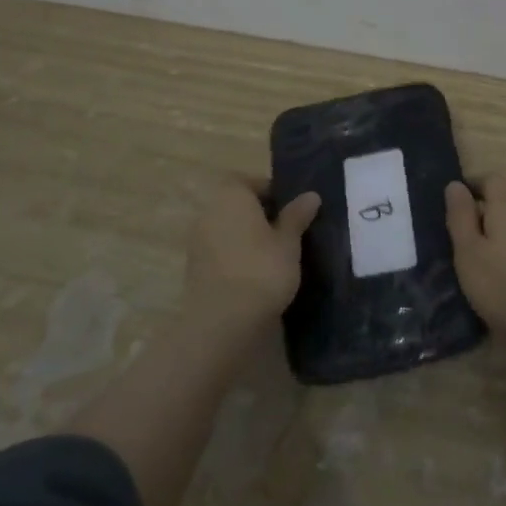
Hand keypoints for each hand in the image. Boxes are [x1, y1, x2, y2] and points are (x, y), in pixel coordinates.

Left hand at [183, 179, 320, 329]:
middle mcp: (209, 212)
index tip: (292, 210)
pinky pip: (220, 252)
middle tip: (288, 232)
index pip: (251, 182)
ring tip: (275, 256)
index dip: (272, 192)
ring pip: (228, 230)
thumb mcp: (289, 241)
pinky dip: (236, 257)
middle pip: (238, 206)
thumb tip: (311, 195)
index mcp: (231, 196)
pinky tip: (256, 275)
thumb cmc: (261, 270)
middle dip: (260, 216)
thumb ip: (297, 216)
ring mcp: (197, 242)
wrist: (222, 323)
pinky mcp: (194, 270)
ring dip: (248, 238)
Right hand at [444, 175, 505, 356]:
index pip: (491, 179)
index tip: (455, 203)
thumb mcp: (469, 252)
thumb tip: (454, 184)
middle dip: (484, 211)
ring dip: (500, 233)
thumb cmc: (504, 285)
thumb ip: (460, 217)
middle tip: (462, 236)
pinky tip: (505, 274)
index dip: (473, 185)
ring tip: (481, 259)